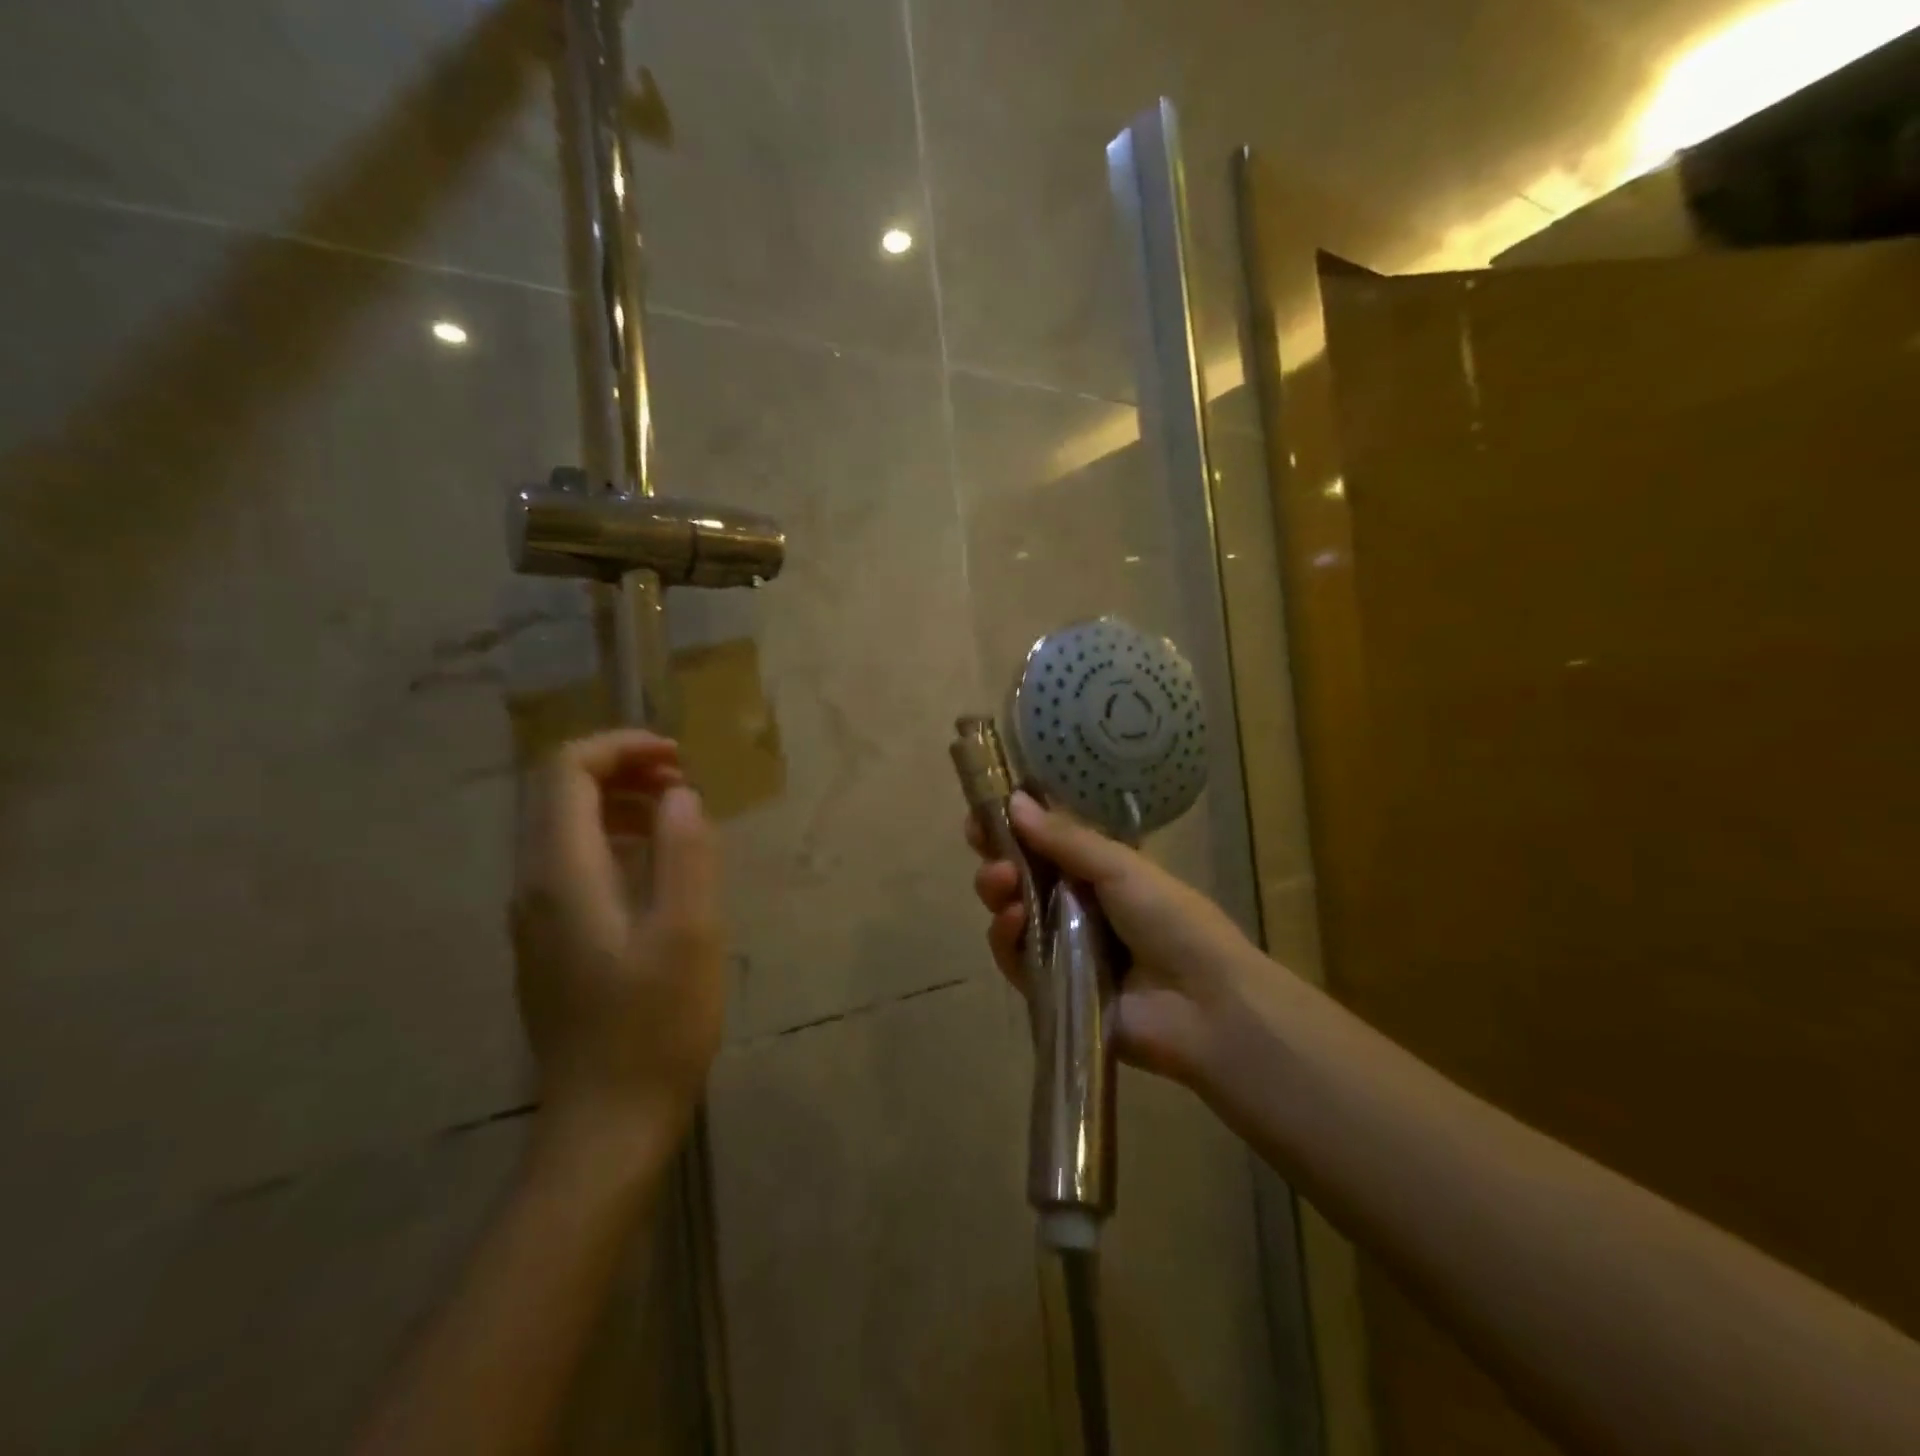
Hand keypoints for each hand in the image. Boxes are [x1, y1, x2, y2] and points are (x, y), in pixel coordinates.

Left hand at [511, 730, 723, 1171]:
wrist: (606, 1124)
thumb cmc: (655, 1026)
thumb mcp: (690, 933)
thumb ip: (685, 853)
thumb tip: (679, 795)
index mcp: (562, 875)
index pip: (566, 772)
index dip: (620, 747)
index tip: (677, 757)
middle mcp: (534, 887)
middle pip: (560, 795)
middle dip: (623, 770)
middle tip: (685, 781)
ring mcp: (536, 918)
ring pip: (567, 830)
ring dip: (622, 805)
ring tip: (680, 814)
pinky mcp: (552, 943)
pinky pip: (575, 865)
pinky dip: (616, 841)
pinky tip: (660, 866)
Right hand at [968, 792, 1267, 1084]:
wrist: (1206, 1005)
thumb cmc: (1172, 921)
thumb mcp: (1121, 868)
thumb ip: (1065, 839)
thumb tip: (1014, 800)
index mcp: (1098, 873)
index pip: (1043, 845)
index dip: (1012, 829)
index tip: (982, 813)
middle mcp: (1076, 907)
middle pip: (1020, 878)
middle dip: (997, 857)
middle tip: (985, 846)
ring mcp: (1061, 949)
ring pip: (1011, 915)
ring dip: (998, 892)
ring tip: (1002, 881)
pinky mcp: (1049, 989)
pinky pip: (1015, 960)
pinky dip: (1007, 937)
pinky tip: (1014, 920)